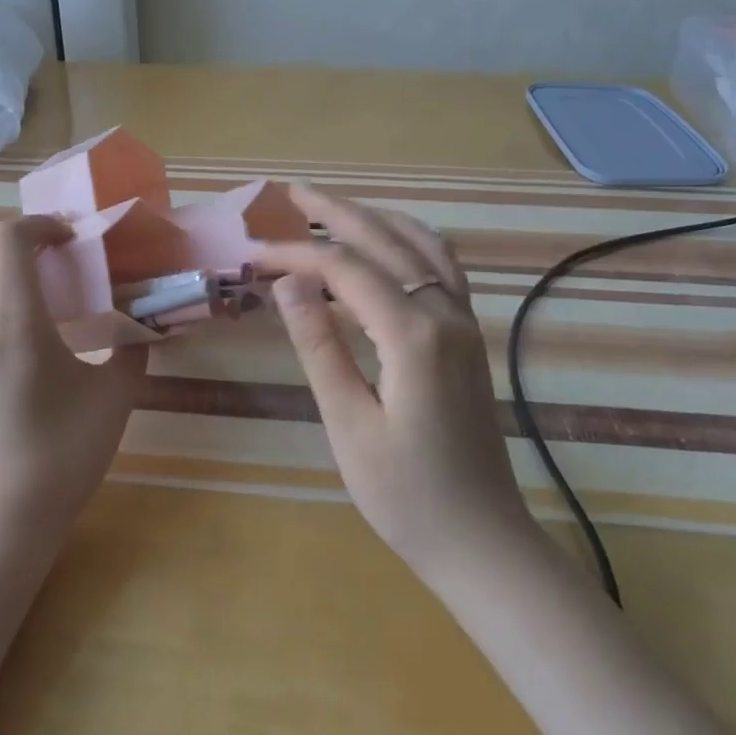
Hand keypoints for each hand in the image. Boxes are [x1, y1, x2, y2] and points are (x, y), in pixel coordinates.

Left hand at [0, 216, 143, 552]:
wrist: (4, 520)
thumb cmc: (63, 454)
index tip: (74, 237)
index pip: (9, 240)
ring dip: (3, 263)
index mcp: (15, 322)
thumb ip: (132, 350)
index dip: (41, 224)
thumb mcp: (115, 397)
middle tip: (63, 249)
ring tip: (45, 279)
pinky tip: (27, 321)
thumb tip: (142, 327)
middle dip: (22, 236)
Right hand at [254, 186, 533, 579]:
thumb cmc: (405, 495)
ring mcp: (464, 322)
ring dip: (376, 220)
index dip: (296, 255)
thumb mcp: (348, 423)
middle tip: (293, 193)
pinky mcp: (468, 336)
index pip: (344, 270)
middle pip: (386, 240)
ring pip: (421, 245)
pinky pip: (441, 267)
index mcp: (413, 334)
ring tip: (333, 210)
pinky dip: (408, 241)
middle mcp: (445, 313)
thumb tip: (288, 283)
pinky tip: (386, 245)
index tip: (253, 254)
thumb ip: (319, 345)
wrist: (482, 541)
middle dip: (337, 213)